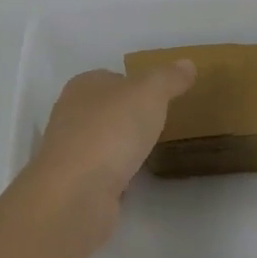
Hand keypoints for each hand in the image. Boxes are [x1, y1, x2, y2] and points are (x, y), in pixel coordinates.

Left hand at [18, 62, 195, 241]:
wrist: (76, 194)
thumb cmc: (111, 131)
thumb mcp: (149, 93)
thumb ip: (168, 78)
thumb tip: (187, 63)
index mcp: (83, 85)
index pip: (111, 77)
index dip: (135, 84)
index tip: (161, 97)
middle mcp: (71, 114)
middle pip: (106, 109)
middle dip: (129, 116)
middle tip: (161, 124)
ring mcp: (70, 151)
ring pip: (103, 141)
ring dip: (122, 146)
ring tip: (153, 152)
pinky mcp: (74, 184)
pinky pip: (102, 172)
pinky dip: (117, 174)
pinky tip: (135, 180)